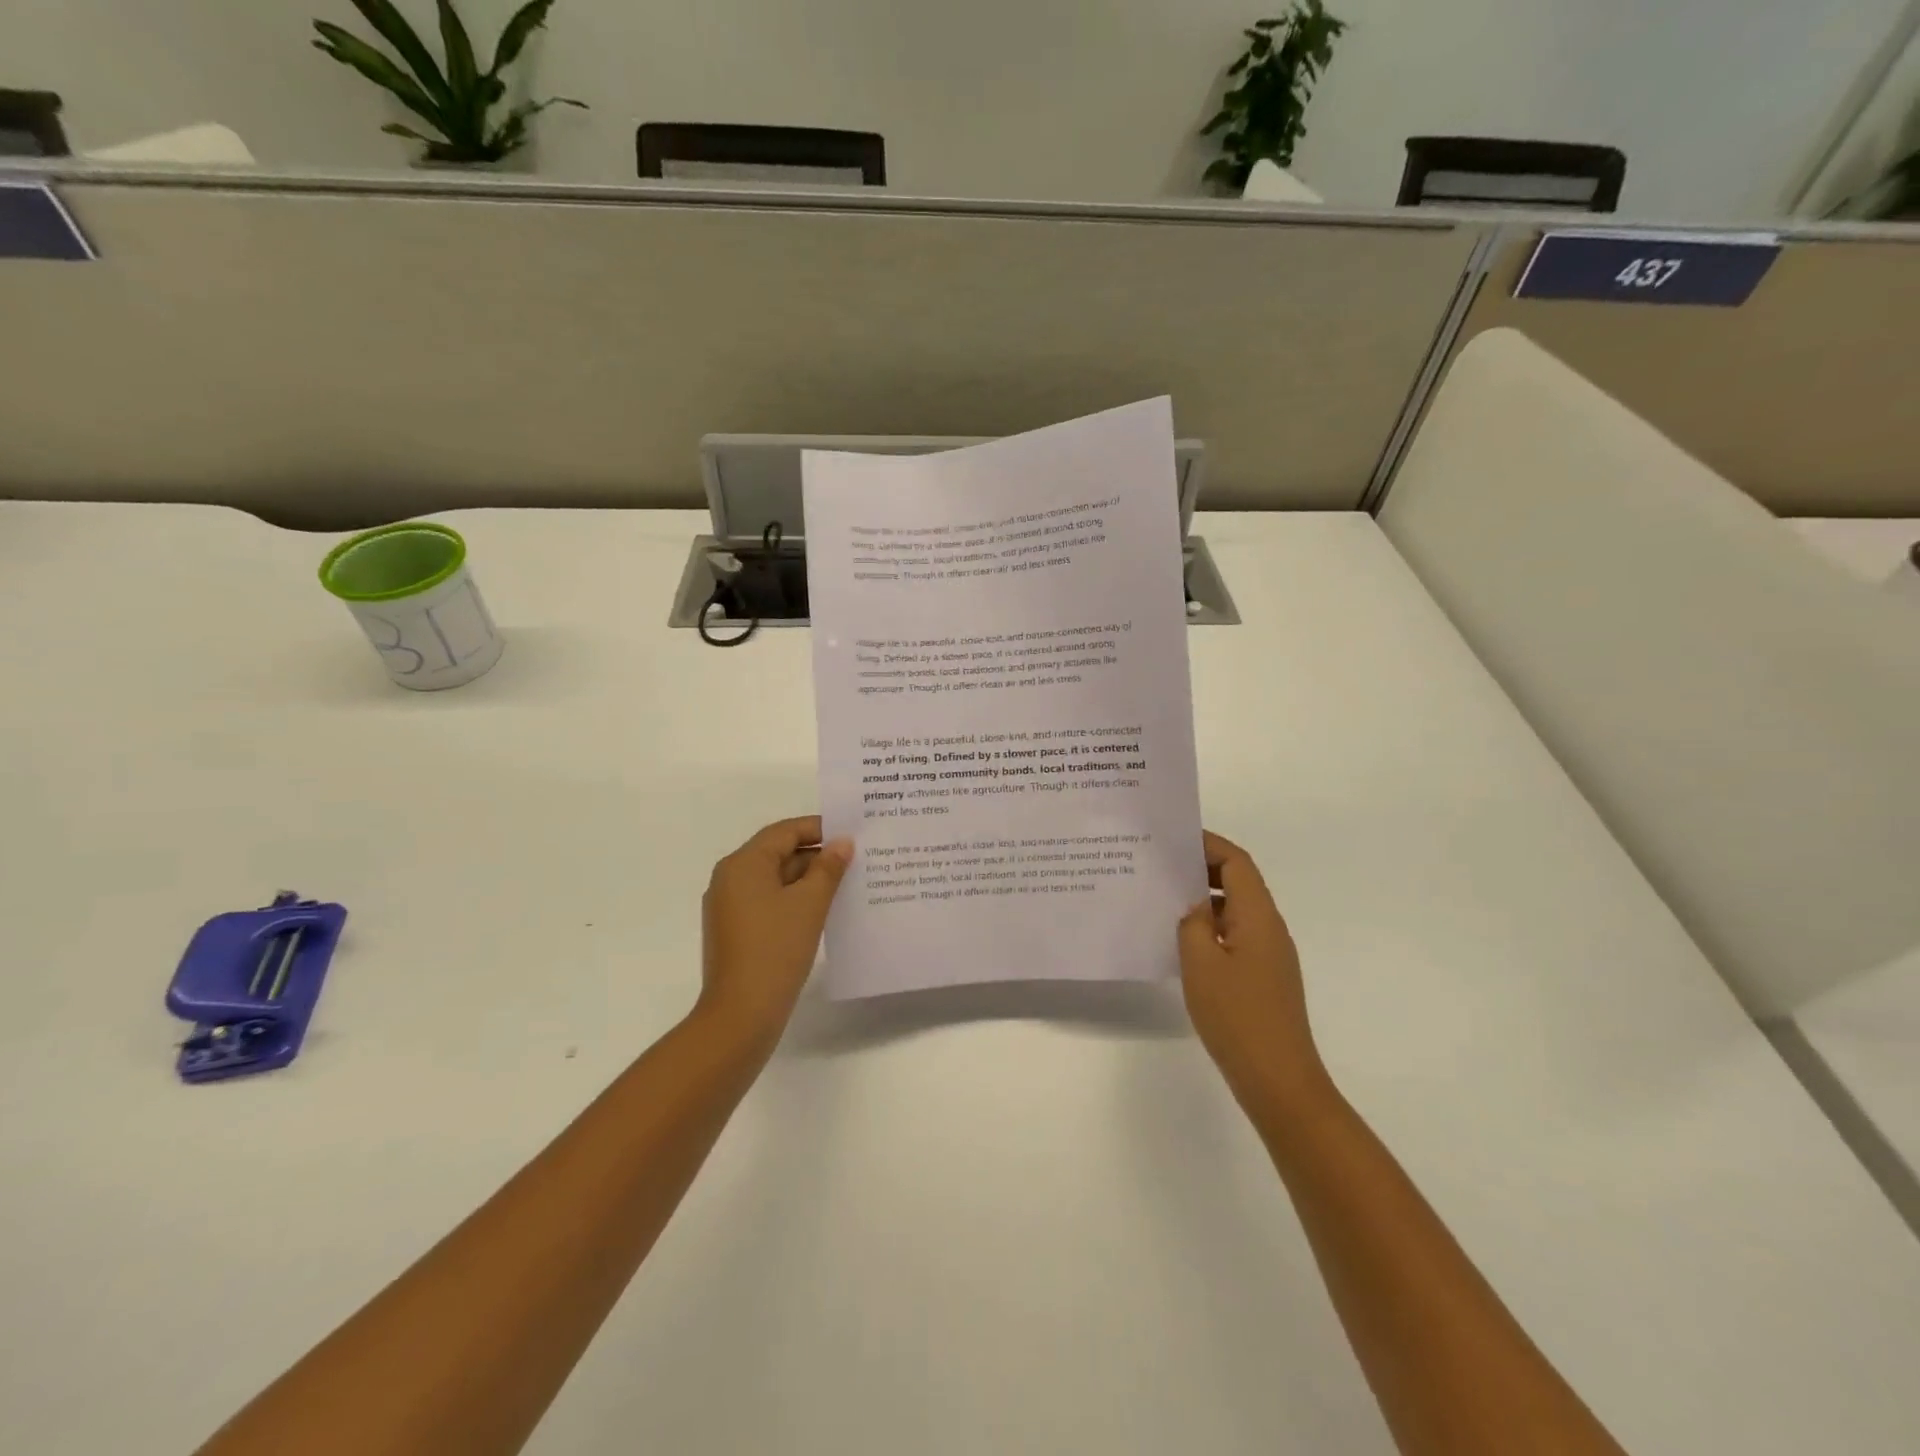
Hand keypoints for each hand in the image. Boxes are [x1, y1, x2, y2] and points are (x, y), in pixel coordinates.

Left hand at [699, 816, 852, 1043]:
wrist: (740, 1016)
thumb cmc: (775, 950)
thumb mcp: (810, 903)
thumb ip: (828, 868)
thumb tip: (842, 842)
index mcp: (743, 864)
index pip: (785, 832)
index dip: (820, 829)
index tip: (853, 834)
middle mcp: (730, 879)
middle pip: (779, 854)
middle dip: (818, 856)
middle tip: (858, 861)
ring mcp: (730, 908)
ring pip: (776, 881)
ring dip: (809, 881)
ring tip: (848, 885)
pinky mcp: (736, 933)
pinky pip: (770, 904)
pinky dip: (796, 902)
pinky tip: (825, 912)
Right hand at [1178, 831, 1327, 1106]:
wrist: (1278, 1080)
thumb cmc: (1237, 1015)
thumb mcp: (1200, 962)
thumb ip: (1192, 922)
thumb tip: (1192, 903)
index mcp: (1258, 916)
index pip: (1237, 863)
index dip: (1208, 844)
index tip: (1173, 839)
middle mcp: (1269, 928)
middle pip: (1239, 882)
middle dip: (1202, 869)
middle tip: (1160, 867)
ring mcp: (1269, 954)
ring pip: (1235, 910)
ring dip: (1203, 899)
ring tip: (1162, 900)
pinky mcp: (1263, 977)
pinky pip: (1235, 935)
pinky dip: (1209, 927)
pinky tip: (1180, 941)